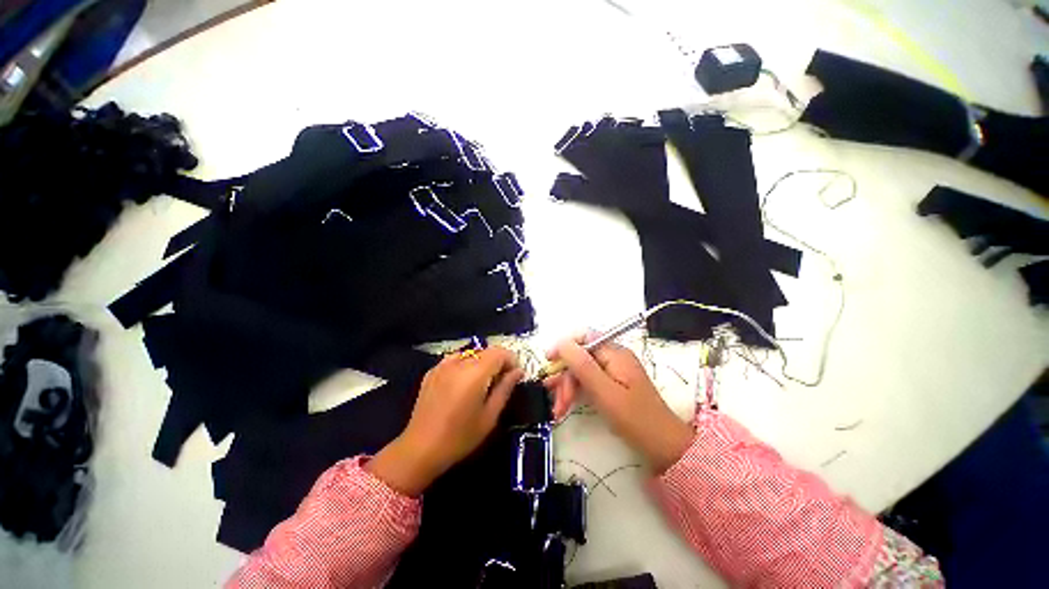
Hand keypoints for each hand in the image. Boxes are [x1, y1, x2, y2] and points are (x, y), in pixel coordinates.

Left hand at [367, 347, 522, 495]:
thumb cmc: (460, 436)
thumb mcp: (490, 416)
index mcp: (475, 373)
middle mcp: (459, 363)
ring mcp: (443, 365)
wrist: (420, 449)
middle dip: (498, 361)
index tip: (515, 375)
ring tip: (482, 382)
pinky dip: (465, 364)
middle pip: (486, 351)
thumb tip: (518, 371)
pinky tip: (464, 382)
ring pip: (471, 353)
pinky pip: (455, 359)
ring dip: (482, 362)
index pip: (499, 352)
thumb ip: (505, 388)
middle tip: (501, 380)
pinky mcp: (432, 371)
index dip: (511, 360)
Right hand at [544, 335, 692, 472]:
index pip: (583, 338)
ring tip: (558, 409)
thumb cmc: (636, 420)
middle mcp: (613, 357)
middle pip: (580, 356)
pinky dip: (575, 392)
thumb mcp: (605, 392)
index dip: (563, 347)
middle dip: (564, 375)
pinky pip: (588, 381)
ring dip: (567, 387)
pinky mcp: (611, 384)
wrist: (664, 447)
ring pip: (581, 370)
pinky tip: (566, 407)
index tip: (548, 363)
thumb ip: (582, 365)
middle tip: (555, 399)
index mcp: (615, 353)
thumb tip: (561, 342)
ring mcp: (612, 371)